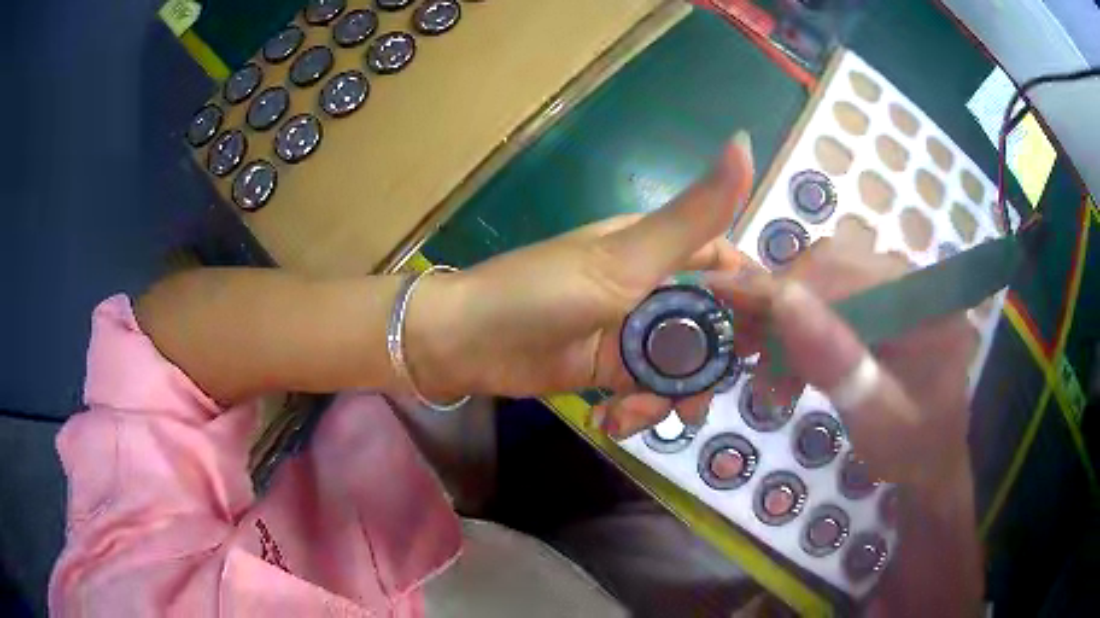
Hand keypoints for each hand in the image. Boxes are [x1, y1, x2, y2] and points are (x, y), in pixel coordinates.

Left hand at [406, 132, 754, 433]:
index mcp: (656, 250)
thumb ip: (693, 214)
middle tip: (702, 400)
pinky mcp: (608, 369)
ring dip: (670, 397)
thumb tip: (744, 141)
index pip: (725, 264)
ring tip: (645, 417)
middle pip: (707, 326)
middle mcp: (648, 288)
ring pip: (678, 366)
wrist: (467, 343)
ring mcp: (629, 331)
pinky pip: (645, 392)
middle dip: (711, 365)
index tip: (774, 338)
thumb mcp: (627, 257)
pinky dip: (638, 411)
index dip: (753, 297)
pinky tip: (610, 420)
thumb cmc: (544, 293)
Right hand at [708, 224, 982, 616]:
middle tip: (747, 355)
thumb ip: (836, 362)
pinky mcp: (887, 307)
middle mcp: (911, 282)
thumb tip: (782, 298)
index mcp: (923, 301)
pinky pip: (835, 302)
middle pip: (831, 270)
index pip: (843, 273)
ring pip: (826, 284)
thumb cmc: (911, 448)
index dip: (781, 286)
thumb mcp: (877, 417)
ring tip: (769, 373)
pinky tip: (792, 367)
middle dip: (780, 310)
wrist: (934, 462)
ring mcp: (899, 291)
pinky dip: (804, 332)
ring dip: (788, 323)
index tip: (725, 299)